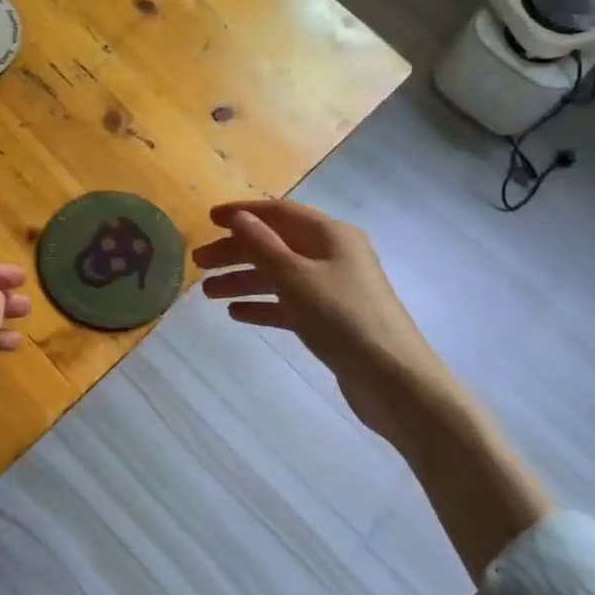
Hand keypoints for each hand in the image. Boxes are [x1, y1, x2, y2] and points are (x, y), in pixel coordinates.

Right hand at [197, 200, 552, 583]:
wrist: (396, 383)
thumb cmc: (344, 319)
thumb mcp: (297, 278)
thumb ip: (264, 246)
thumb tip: (239, 217)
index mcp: (330, 235)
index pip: (279, 212)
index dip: (243, 213)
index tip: (208, 219)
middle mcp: (332, 255)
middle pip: (275, 244)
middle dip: (236, 251)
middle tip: (198, 263)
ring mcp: (332, 289)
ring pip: (279, 276)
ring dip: (244, 280)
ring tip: (208, 293)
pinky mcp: (330, 320)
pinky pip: (289, 305)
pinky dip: (264, 306)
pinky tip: (236, 313)